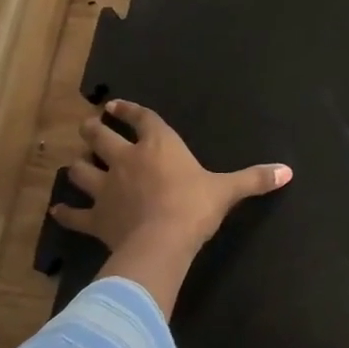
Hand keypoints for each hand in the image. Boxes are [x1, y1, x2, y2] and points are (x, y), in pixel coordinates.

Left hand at [49, 101, 290, 316]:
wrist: (162, 242)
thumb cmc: (195, 207)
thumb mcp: (228, 191)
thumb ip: (255, 179)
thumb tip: (288, 172)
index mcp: (159, 146)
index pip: (141, 119)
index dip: (127, 110)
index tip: (114, 105)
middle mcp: (127, 159)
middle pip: (99, 136)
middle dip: (93, 129)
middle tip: (90, 127)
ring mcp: (106, 188)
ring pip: (80, 170)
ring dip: (78, 166)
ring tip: (77, 165)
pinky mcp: (96, 217)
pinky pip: (74, 214)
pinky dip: (66, 212)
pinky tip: (60, 210)